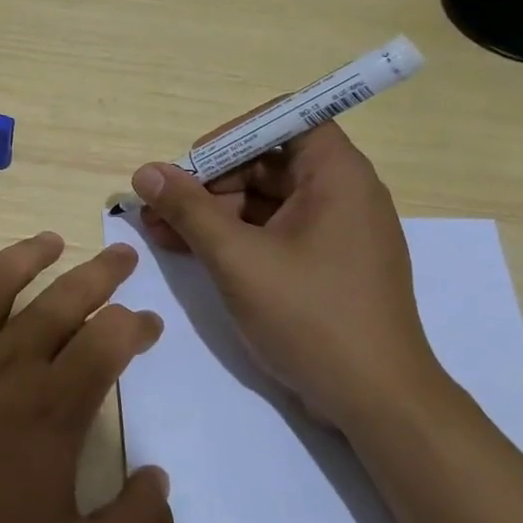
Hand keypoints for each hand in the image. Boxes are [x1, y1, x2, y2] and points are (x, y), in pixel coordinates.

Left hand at [0, 233, 173, 522]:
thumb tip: (161, 478)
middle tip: (121, 254)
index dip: (136, 326)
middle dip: (100, 274)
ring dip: (28, 255)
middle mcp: (3, 363)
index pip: (108, 342)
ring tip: (51, 241)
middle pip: (62, 300)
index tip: (148, 323)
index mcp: (50, 407)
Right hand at [133, 124, 441, 429]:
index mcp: (337, 176)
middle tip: (160, 206)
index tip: (193, 164)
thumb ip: (189, 210)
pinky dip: (232, 238)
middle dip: (209, 181)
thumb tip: (145, 173)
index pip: (286, 120)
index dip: (234, 134)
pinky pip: (272, 232)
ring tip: (159, 231)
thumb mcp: (238, 259)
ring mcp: (334, 233)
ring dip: (211, 212)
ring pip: (264, 201)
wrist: (376, 402)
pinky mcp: (324, 265)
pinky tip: (188, 250)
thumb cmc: (310, 317)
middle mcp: (342, 194)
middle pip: (267, 162)